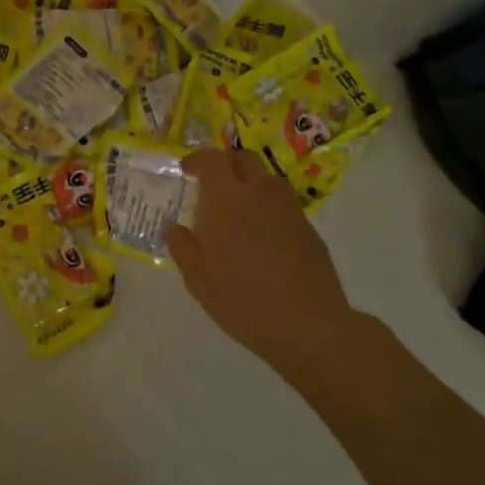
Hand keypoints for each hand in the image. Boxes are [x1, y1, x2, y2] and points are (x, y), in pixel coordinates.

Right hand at [166, 148, 361, 363]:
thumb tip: (175, 228)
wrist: (306, 324)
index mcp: (226, 200)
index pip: (211, 160)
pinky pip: (285, 205)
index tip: (186, 170)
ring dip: (251, 183)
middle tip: (212, 184)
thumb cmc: (241, 299)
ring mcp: (289, 211)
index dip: (197, 160)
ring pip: (269, 179)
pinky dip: (269, 208)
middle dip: (227, 164)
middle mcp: (259, 195)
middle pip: (245, 159)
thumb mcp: (197, 279)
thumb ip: (183, 247)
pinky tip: (262, 238)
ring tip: (238, 210)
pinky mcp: (309, 230)